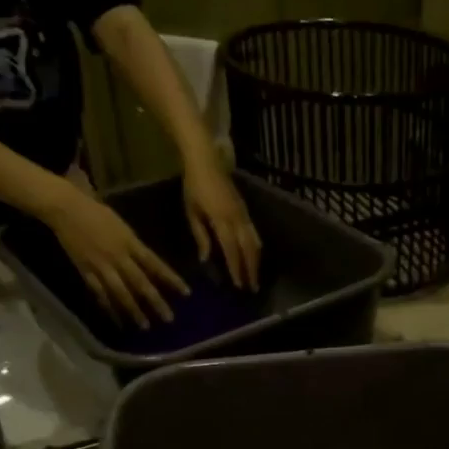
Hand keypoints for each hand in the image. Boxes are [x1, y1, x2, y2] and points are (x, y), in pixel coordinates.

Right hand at [41, 182, 188, 328]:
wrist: (66, 209)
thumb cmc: (96, 212)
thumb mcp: (123, 226)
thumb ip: (135, 245)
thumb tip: (149, 263)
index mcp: (130, 242)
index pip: (156, 264)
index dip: (171, 279)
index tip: (186, 293)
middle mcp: (118, 257)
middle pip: (140, 283)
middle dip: (155, 302)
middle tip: (168, 319)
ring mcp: (101, 266)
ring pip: (121, 292)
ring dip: (134, 310)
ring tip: (145, 326)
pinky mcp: (85, 271)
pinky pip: (99, 293)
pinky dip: (109, 307)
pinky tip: (117, 320)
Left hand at [182, 154, 261, 290]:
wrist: (206, 161)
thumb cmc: (193, 186)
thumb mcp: (192, 212)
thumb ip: (201, 236)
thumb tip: (206, 258)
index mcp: (222, 220)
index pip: (232, 250)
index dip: (236, 268)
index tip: (239, 285)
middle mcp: (237, 219)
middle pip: (248, 249)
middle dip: (251, 269)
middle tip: (252, 287)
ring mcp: (244, 213)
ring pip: (255, 241)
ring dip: (256, 260)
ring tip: (255, 275)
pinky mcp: (246, 210)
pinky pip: (255, 232)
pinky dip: (256, 247)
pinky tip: (255, 255)